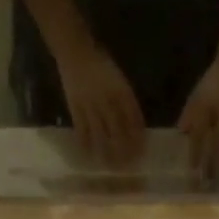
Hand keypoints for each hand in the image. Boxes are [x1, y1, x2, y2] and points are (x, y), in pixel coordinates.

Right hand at [56, 44, 145, 166]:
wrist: (75, 51)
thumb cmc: (101, 64)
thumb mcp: (119, 79)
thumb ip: (126, 101)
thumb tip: (134, 125)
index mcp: (121, 91)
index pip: (133, 119)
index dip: (138, 136)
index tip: (143, 151)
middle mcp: (107, 101)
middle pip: (118, 130)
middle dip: (125, 149)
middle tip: (130, 166)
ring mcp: (90, 106)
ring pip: (101, 134)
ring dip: (107, 152)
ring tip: (112, 166)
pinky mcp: (75, 108)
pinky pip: (81, 130)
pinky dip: (86, 144)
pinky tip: (90, 156)